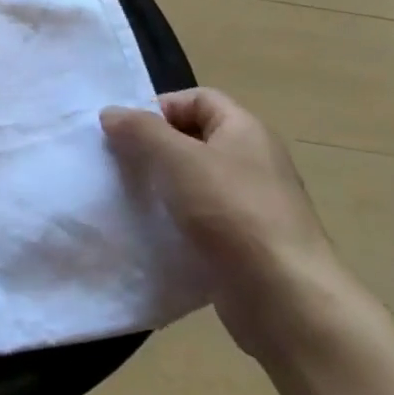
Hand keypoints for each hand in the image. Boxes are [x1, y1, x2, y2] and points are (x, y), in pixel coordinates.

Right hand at [103, 88, 357, 358]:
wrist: (282, 295)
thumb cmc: (231, 211)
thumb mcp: (178, 159)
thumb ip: (141, 131)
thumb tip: (111, 112)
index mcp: (245, 131)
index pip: (198, 99)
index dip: (160, 107)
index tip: (125, 132)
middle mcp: (252, 161)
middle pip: (194, 138)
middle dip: (153, 147)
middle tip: (118, 163)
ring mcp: (250, 203)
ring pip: (193, 180)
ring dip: (160, 185)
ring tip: (128, 197)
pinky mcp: (242, 241)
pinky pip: (199, 217)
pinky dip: (173, 219)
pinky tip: (149, 230)